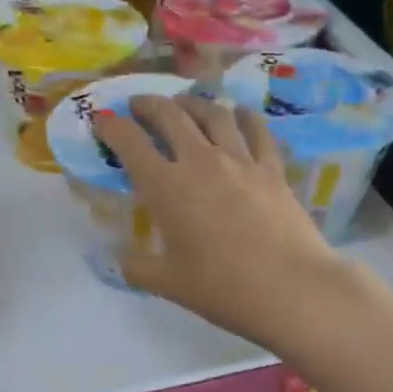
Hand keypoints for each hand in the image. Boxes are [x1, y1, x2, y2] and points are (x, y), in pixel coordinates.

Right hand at [99, 94, 357, 345]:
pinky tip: (241, 114)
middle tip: (138, 105)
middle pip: (170, 116)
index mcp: (166, 187)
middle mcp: (200, 161)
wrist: (290, 288)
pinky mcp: (272, 169)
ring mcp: (240, 160)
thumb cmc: (222, 288)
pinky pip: (256, 131)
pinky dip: (244, 117)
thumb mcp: (168, 283)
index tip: (102, 122)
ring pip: (213, 114)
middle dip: (149, 105)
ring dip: (193, 103)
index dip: (111, 127)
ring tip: (184, 104)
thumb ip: (137, 267)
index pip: (130, 143)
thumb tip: (121, 259)